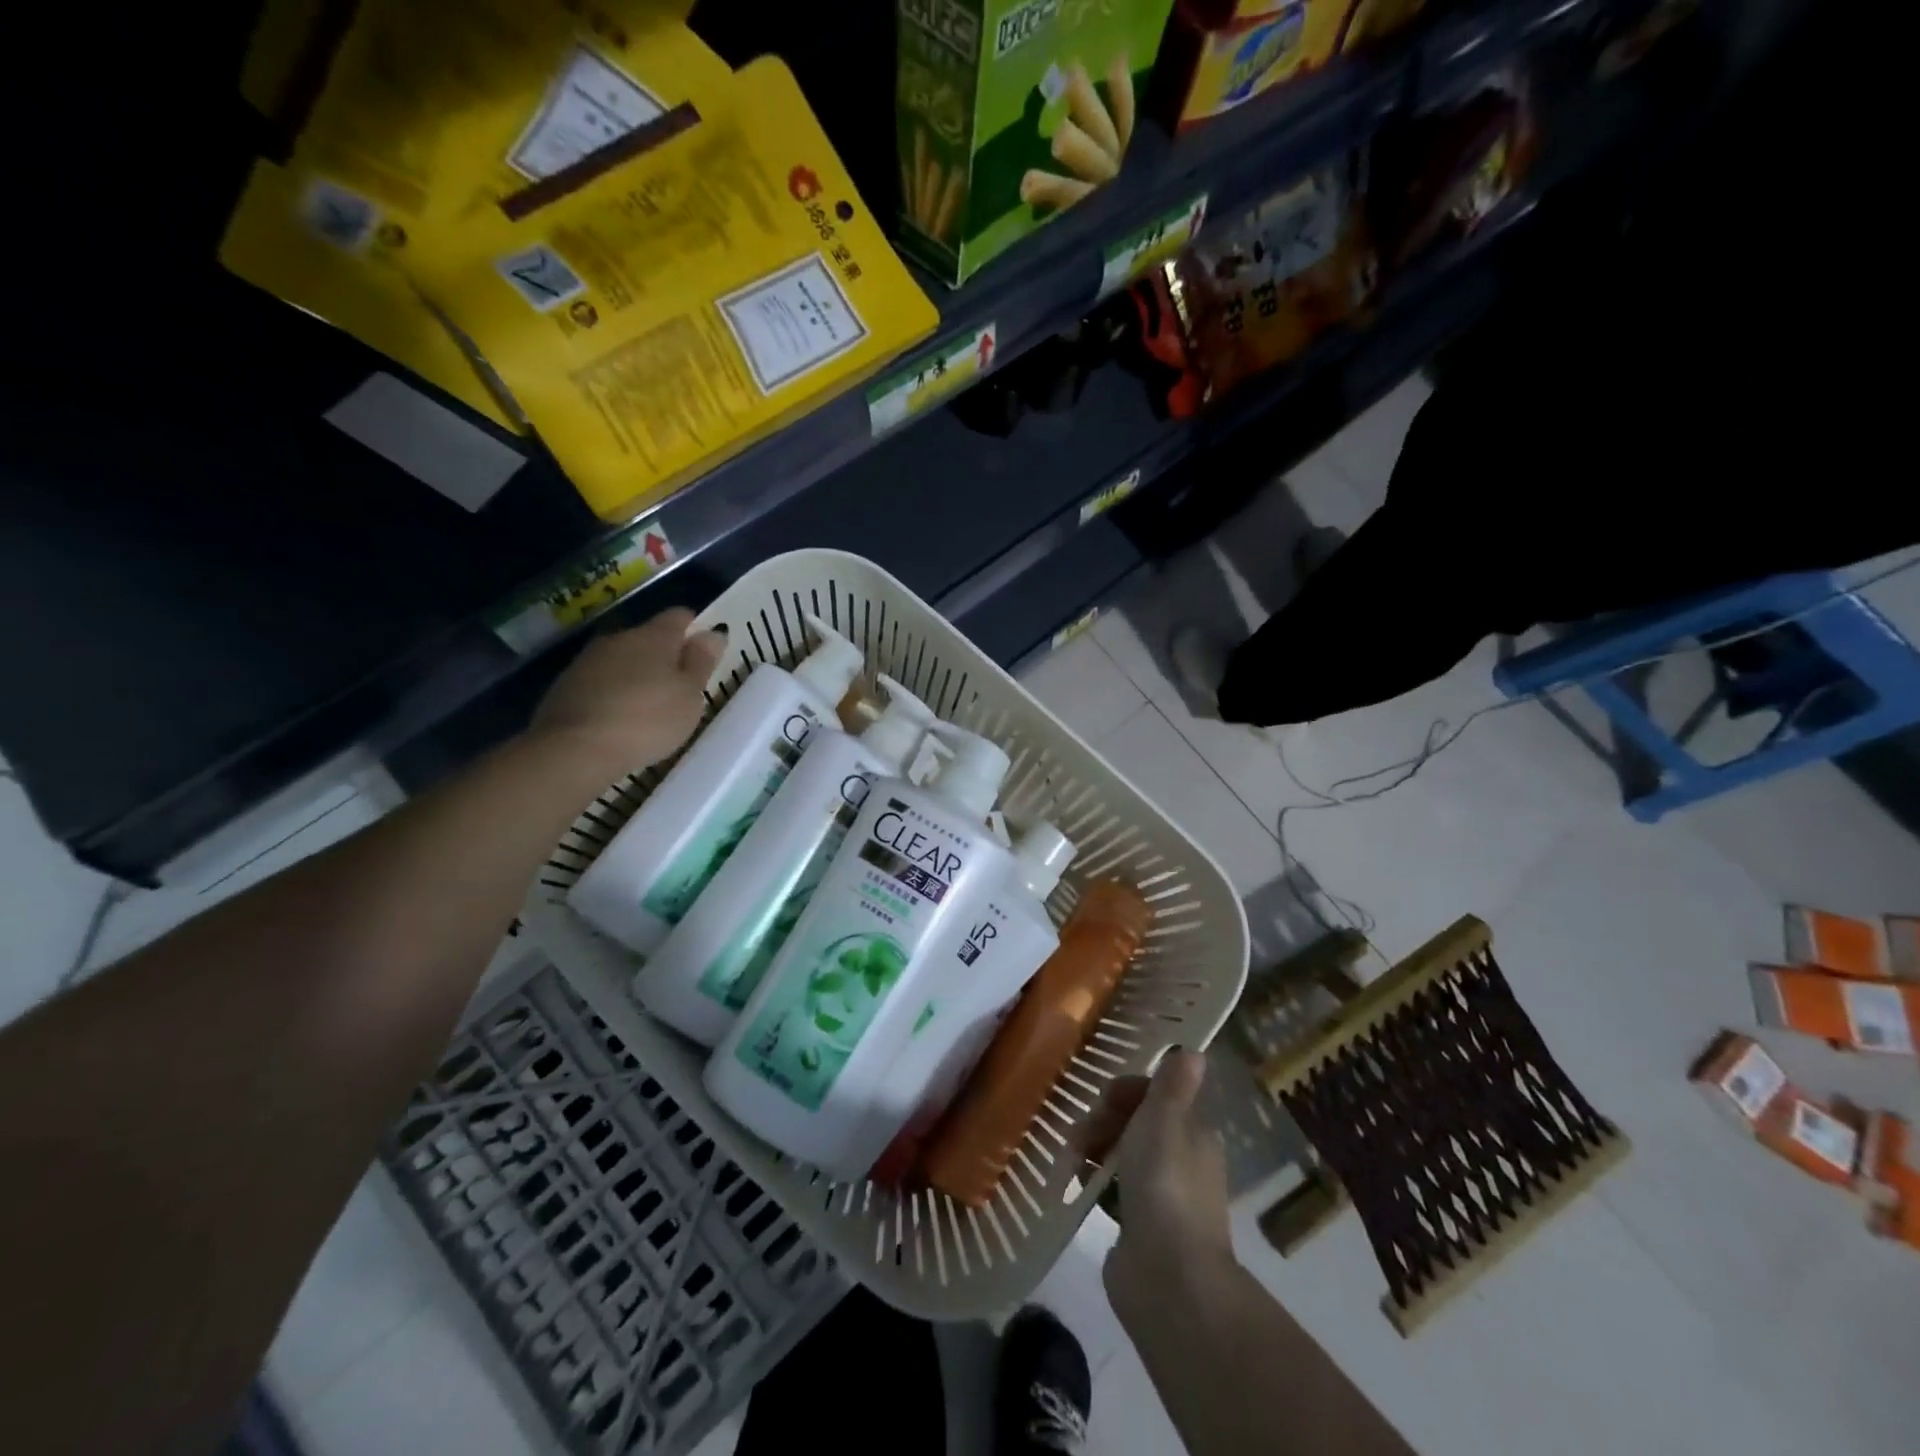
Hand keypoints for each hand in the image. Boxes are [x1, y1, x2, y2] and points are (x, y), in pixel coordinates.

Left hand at [530, 608, 725, 772]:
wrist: (575, 749)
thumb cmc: (648, 720)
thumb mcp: (689, 696)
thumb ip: (701, 662)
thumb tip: (713, 632)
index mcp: (654, 636)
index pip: (679, 616)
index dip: (694, 628)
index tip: (703, 651)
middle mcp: (619, 638)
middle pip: (648, 637)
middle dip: (664, 655)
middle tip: (679, 686)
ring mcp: (587, 660)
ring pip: (621, 658)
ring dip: (636, 674)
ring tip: (649, 705)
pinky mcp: (565, 685)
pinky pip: (599, 681)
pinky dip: (613, 692)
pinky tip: (619, 718)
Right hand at [1094, 1050, 1233, 1312]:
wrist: (1168, 1278)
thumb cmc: (1164, 1185)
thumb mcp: (1165, 1120)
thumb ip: (1173, 1085)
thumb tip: (1195, 1050)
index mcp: (1194, 1134)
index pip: (1158, 1097)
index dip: (1127, 1092)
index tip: (1102, 1100)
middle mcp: (1182, 1162)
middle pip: (1136, 1125)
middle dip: (1103, 1122)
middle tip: (1079, 1136)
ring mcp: (1161, 1197)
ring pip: (1122, 1157)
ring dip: (1093, 1151)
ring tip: (1069, 1162)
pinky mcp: (1140, 1228)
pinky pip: (1113, 1191)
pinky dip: (1094, 1184)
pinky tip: (1075, 1186)